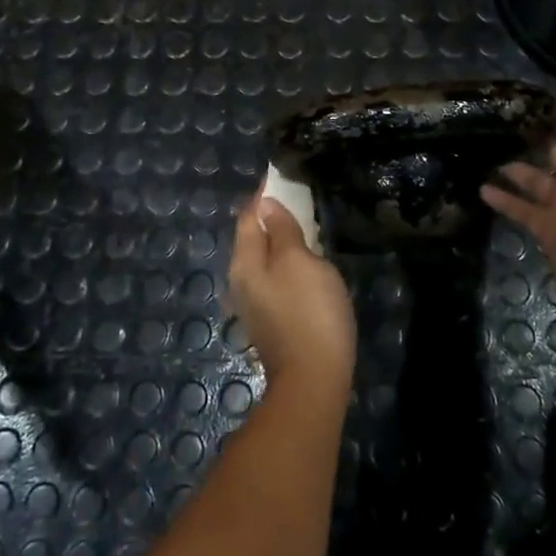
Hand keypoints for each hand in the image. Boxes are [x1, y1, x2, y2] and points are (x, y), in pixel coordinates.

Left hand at [229, 194, 356, 404]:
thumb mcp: (299, 261)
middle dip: (271, 215)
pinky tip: (305, 260)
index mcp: (244, 262)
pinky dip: (286, 260)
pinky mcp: (272, 320)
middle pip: (253, 237)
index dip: (263, 195)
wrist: (314, 380)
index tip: (280, 175)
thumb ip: (282, 230)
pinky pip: (275, 277)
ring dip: (279, 238)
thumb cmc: (309, 311)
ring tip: (303, 222)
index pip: (249, 216)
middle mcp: (241, 281)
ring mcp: (256, 303)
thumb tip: (266, 204)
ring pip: (264, 258)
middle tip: (296, 195)